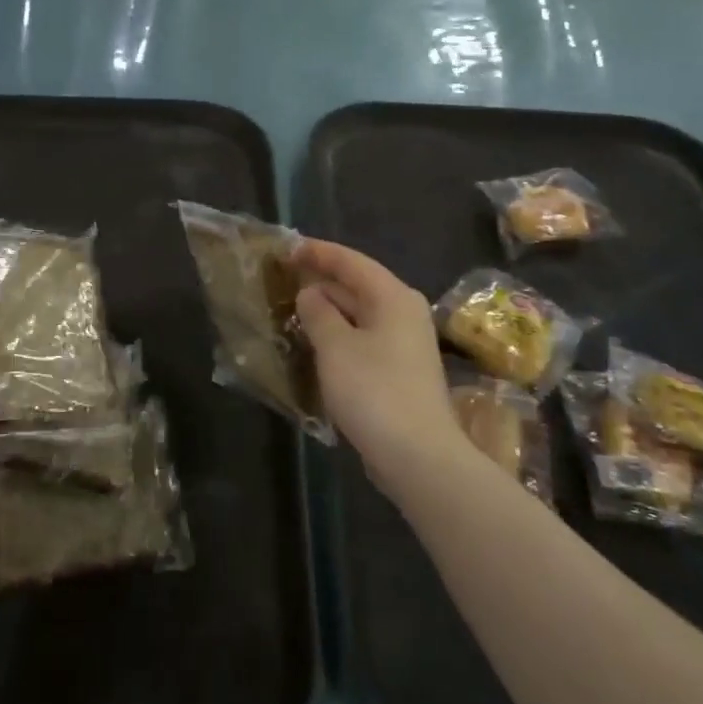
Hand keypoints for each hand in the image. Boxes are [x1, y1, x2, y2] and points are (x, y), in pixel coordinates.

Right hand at [294, 238, 467, 494]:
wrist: (418, 455)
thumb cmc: (374, 391)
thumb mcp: (336, 347)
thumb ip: (318, 313)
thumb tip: (310, 293)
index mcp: (393, 297)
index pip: (351, 261)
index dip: (317, 252)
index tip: (287, 248)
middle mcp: (404, 312)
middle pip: (358, 285)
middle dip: (321, 280)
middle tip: (284, 277)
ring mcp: (404, 343)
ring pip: (360, 314)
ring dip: (328, 310)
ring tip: (292, 307)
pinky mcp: (399, 371)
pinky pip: (364, 339)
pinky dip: (339, 334)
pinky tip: (315, 343)